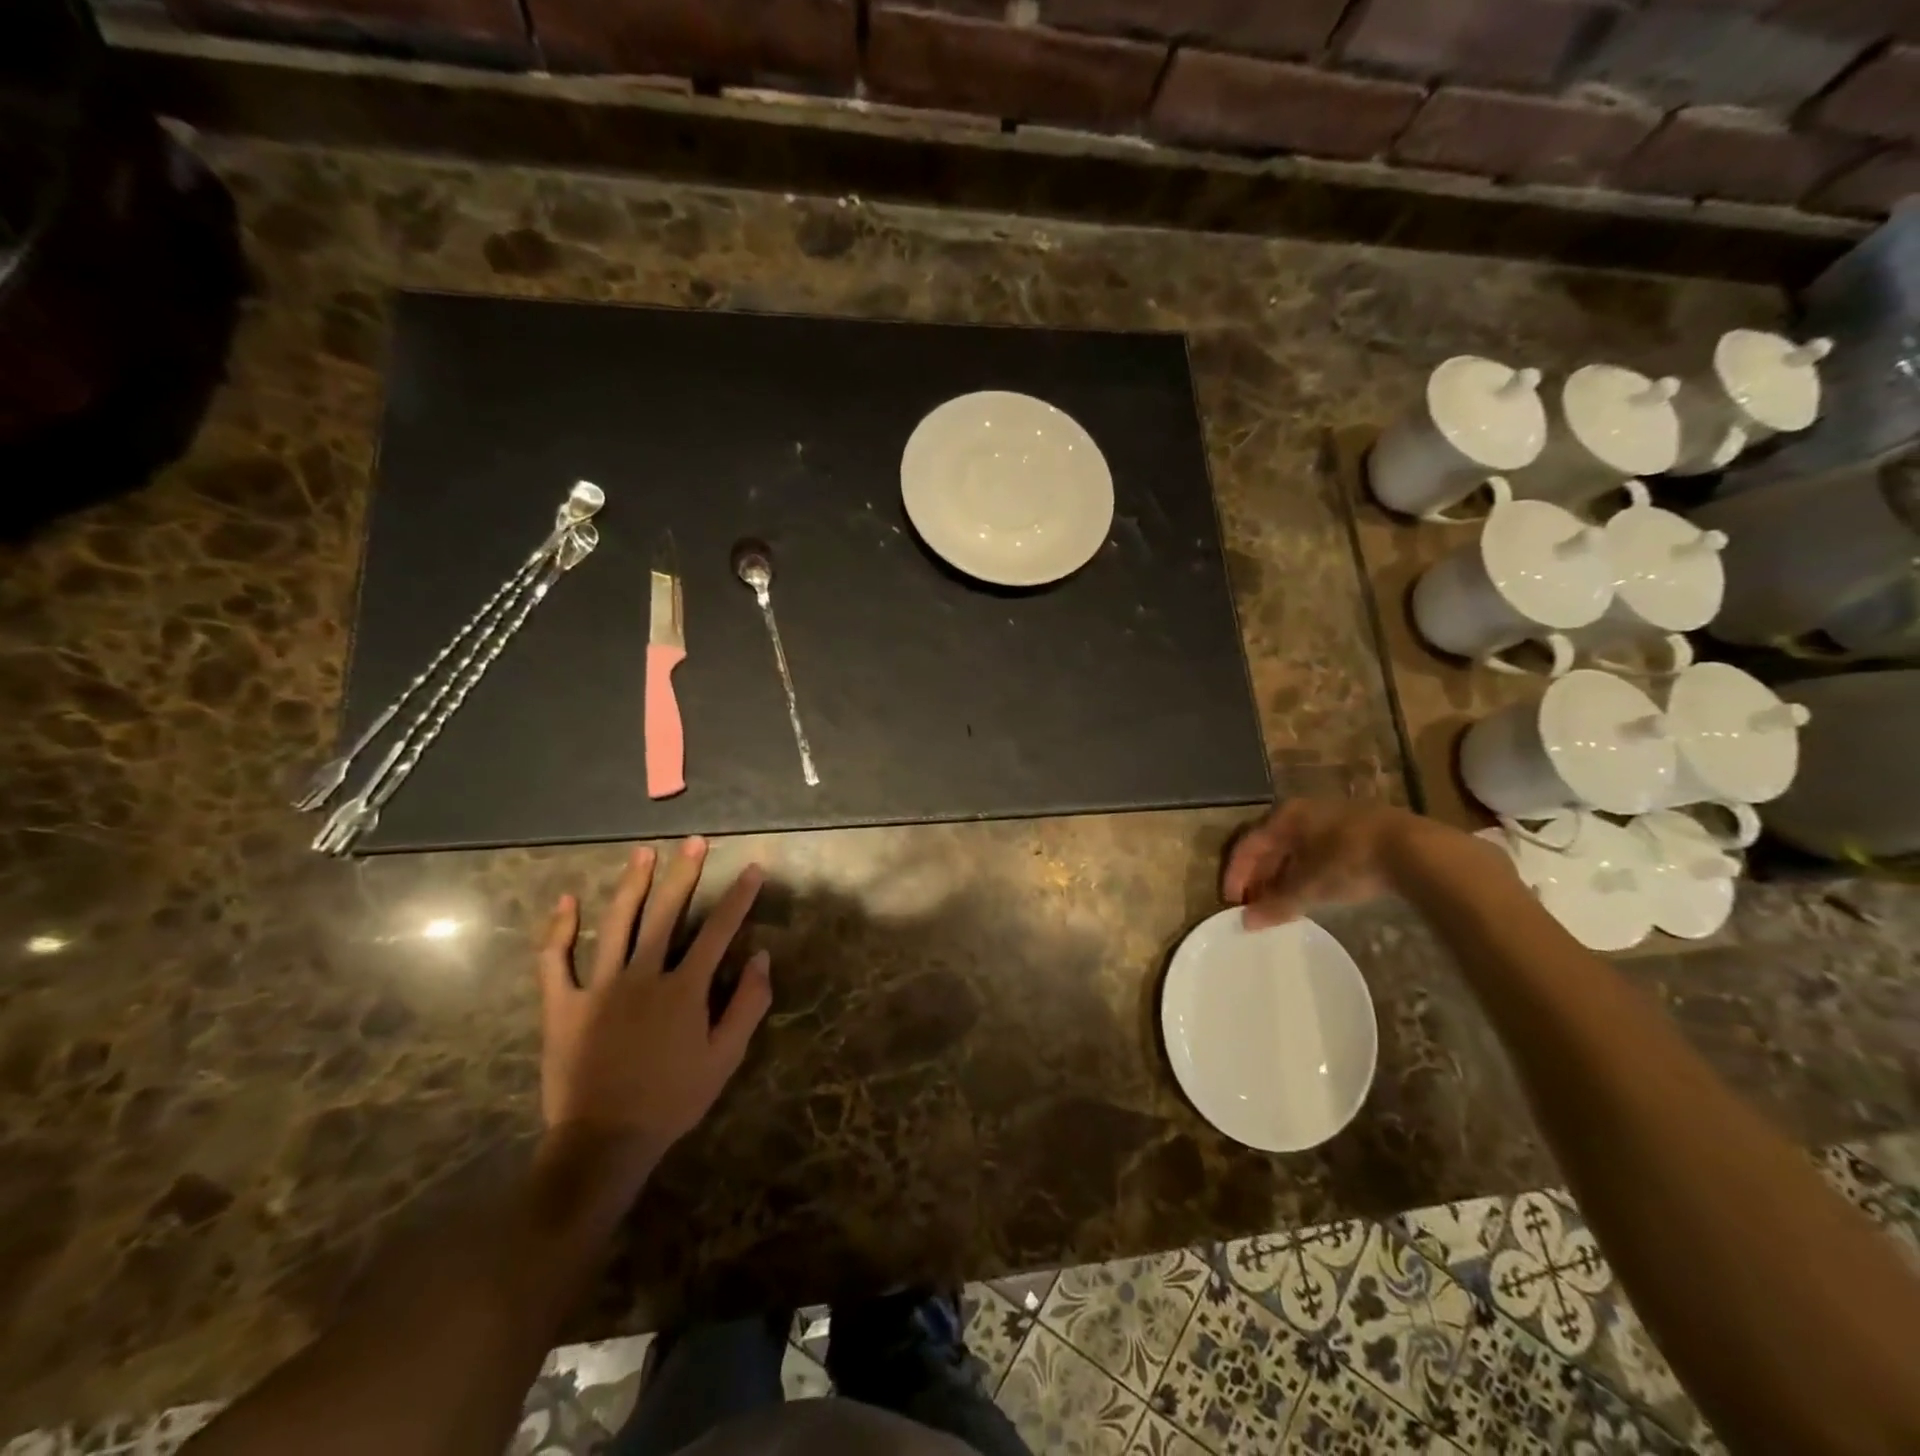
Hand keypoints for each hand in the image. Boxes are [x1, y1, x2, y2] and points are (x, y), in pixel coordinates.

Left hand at [537, 837, 771, 1170]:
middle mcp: (643, 976)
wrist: (604, 1142)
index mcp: (684, 989)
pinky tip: (566, 901)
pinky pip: (555, 960)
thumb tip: (761, 956)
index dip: (739, 897)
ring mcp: (599, 987)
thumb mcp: (725, 1058)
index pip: (718, 931)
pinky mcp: (562, 1004)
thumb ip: (747, 1004)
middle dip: (684, 874)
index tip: (752, 868)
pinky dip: (559, 929)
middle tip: (694, 842)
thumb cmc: (672, 1100)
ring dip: (632, 885)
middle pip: (666, 914)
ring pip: (616, 923)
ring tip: (643, 853)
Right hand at [1222, 798, 1441, 928]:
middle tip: (1255, 904)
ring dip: (1283, 875)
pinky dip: (1307, 871)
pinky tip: (1314, 890)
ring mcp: (1333, 818)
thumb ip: (1276, 904)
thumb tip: (1247, 923)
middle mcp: (1304, 811)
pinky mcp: (1360, 830)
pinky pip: (1319, 850)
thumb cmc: (1349, 860)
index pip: (1247, 844)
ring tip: (1282, 902)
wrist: (1417, 850)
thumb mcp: (1309, 886)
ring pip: (1296, 847)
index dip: (1235, 874)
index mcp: (1284, 816)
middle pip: (1270, 844)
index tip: (1231, 902)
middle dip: (1259, 876)